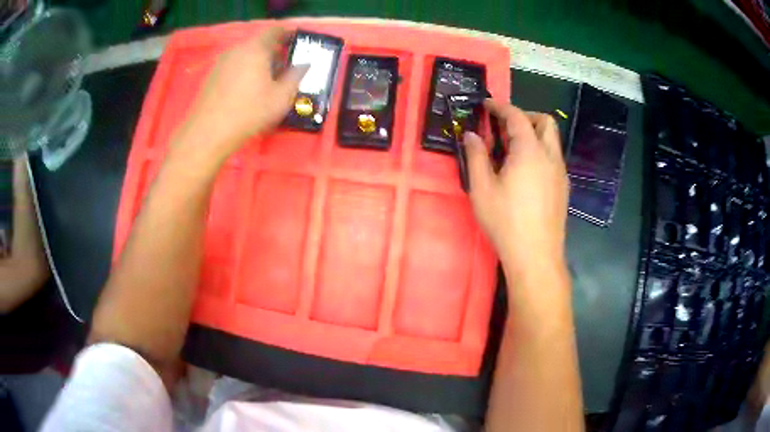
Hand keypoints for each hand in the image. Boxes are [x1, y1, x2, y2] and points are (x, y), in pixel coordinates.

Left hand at [175, 27, 307, 161]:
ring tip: (267, 81)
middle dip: (274, 52)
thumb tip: (304, 64)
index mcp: (256, 48)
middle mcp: (237, 49)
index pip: (275, 30)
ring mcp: (222, 62)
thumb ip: (296, 76)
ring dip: (259, 62)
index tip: (298, 43)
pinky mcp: (212, 75)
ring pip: (246, 55)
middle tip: (285, 68)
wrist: (208, 133)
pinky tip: (248, 90)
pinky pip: (234, 65)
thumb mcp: (281, 97)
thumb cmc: (249, 112)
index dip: (288, 34)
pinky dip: (245, 71)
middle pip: (260, 43)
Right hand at [464, 100, 568, 272]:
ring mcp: (560, 172)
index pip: (517, 116)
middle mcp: (550, 156)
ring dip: (534, 134)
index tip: (486, 105)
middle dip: (525, 116)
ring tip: (512, 151)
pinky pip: (554, 158)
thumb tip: (472, 135)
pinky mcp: (563, 187)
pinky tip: (525, 172)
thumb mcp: (482, 189)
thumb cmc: (506, 221)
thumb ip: (476, 156)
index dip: (500, 106)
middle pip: (545, 122)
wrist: (536, 255)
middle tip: (505, 127)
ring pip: (552, 140)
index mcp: (530, 151)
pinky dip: (540, 152)